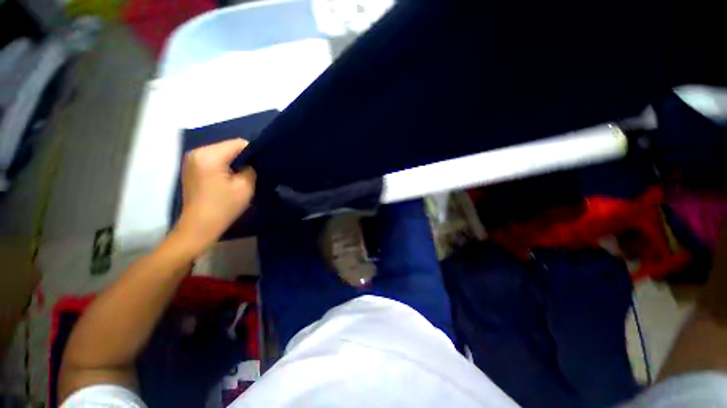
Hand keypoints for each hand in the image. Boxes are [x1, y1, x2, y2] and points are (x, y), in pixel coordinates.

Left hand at [174, 139, 255, 252]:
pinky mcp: (192, 167)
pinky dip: (224, 165)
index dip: (254, 152)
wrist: (199, 226)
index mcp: (210, 155)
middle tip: (254, 171)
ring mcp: (192, 159)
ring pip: (222, 152)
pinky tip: (229, 177)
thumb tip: (252, 161)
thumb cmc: (224, 207)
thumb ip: (252, 168)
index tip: (262, 164)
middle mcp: (197, 152)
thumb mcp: (245, 186)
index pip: (238, 143)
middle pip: (229, 146)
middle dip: (243, 156)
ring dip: (234, 161)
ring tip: (243, 175)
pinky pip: (214, 159)